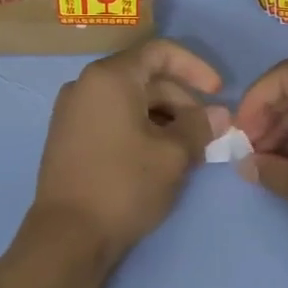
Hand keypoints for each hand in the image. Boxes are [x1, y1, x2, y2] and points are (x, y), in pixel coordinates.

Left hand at [31, 39, 229, 266]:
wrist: (68, 236)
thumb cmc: (124, 185)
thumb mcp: (173, 155)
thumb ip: (200, 127)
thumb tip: (219, 115)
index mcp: (109, 77)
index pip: (160, 52)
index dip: (195, 68)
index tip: (218, 93)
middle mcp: (85, 85)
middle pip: (145, 78)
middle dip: (182, 101)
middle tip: (207, 134)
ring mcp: (72, 112)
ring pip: (129, 102)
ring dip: (164, 119)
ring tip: (188, 151)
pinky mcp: (68, 138)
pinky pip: (113, 119)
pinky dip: (140, 129)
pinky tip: (159, 158)